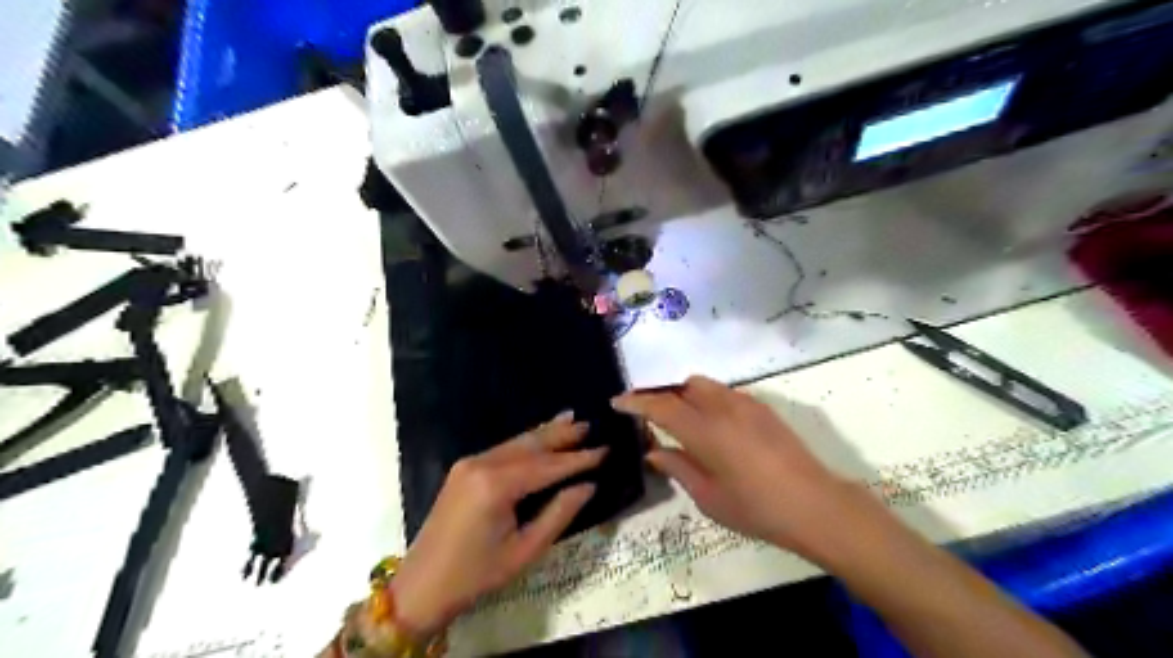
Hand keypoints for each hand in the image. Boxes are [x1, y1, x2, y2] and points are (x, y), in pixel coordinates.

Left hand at [387, 415, 599, 638]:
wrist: (421, 585)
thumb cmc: (477, 575)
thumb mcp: (524, 551)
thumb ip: (558, 514)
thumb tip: (588, 486)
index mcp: (496, 486)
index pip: (547, 466)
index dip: (578, 459)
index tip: (605, 450)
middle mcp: (482, 464)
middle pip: (531, 444)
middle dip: (562, 435)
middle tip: (591, 425)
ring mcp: (470, 463)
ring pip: (517, 442)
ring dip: (545, 433)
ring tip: (572, 420)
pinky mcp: (464, 468)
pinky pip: (503, 449)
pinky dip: (527, 442)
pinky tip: (541, 435)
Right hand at [616, 375, 857, 559]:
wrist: (815, 505)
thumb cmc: (756, 508)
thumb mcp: (708, 496)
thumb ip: (677, 467)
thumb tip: (653, 451)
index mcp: (705, 431)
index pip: (661, 406)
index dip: (636, 402)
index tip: (617, 402)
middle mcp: (724, 408)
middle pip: (685, 386)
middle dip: (666, 397)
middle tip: (655, 420)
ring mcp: (747, 405)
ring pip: (708, 387)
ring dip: (689, 397)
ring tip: (686, 425)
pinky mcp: (765, 409)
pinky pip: (727, 395)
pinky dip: (711, 402)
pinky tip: (717, 430)